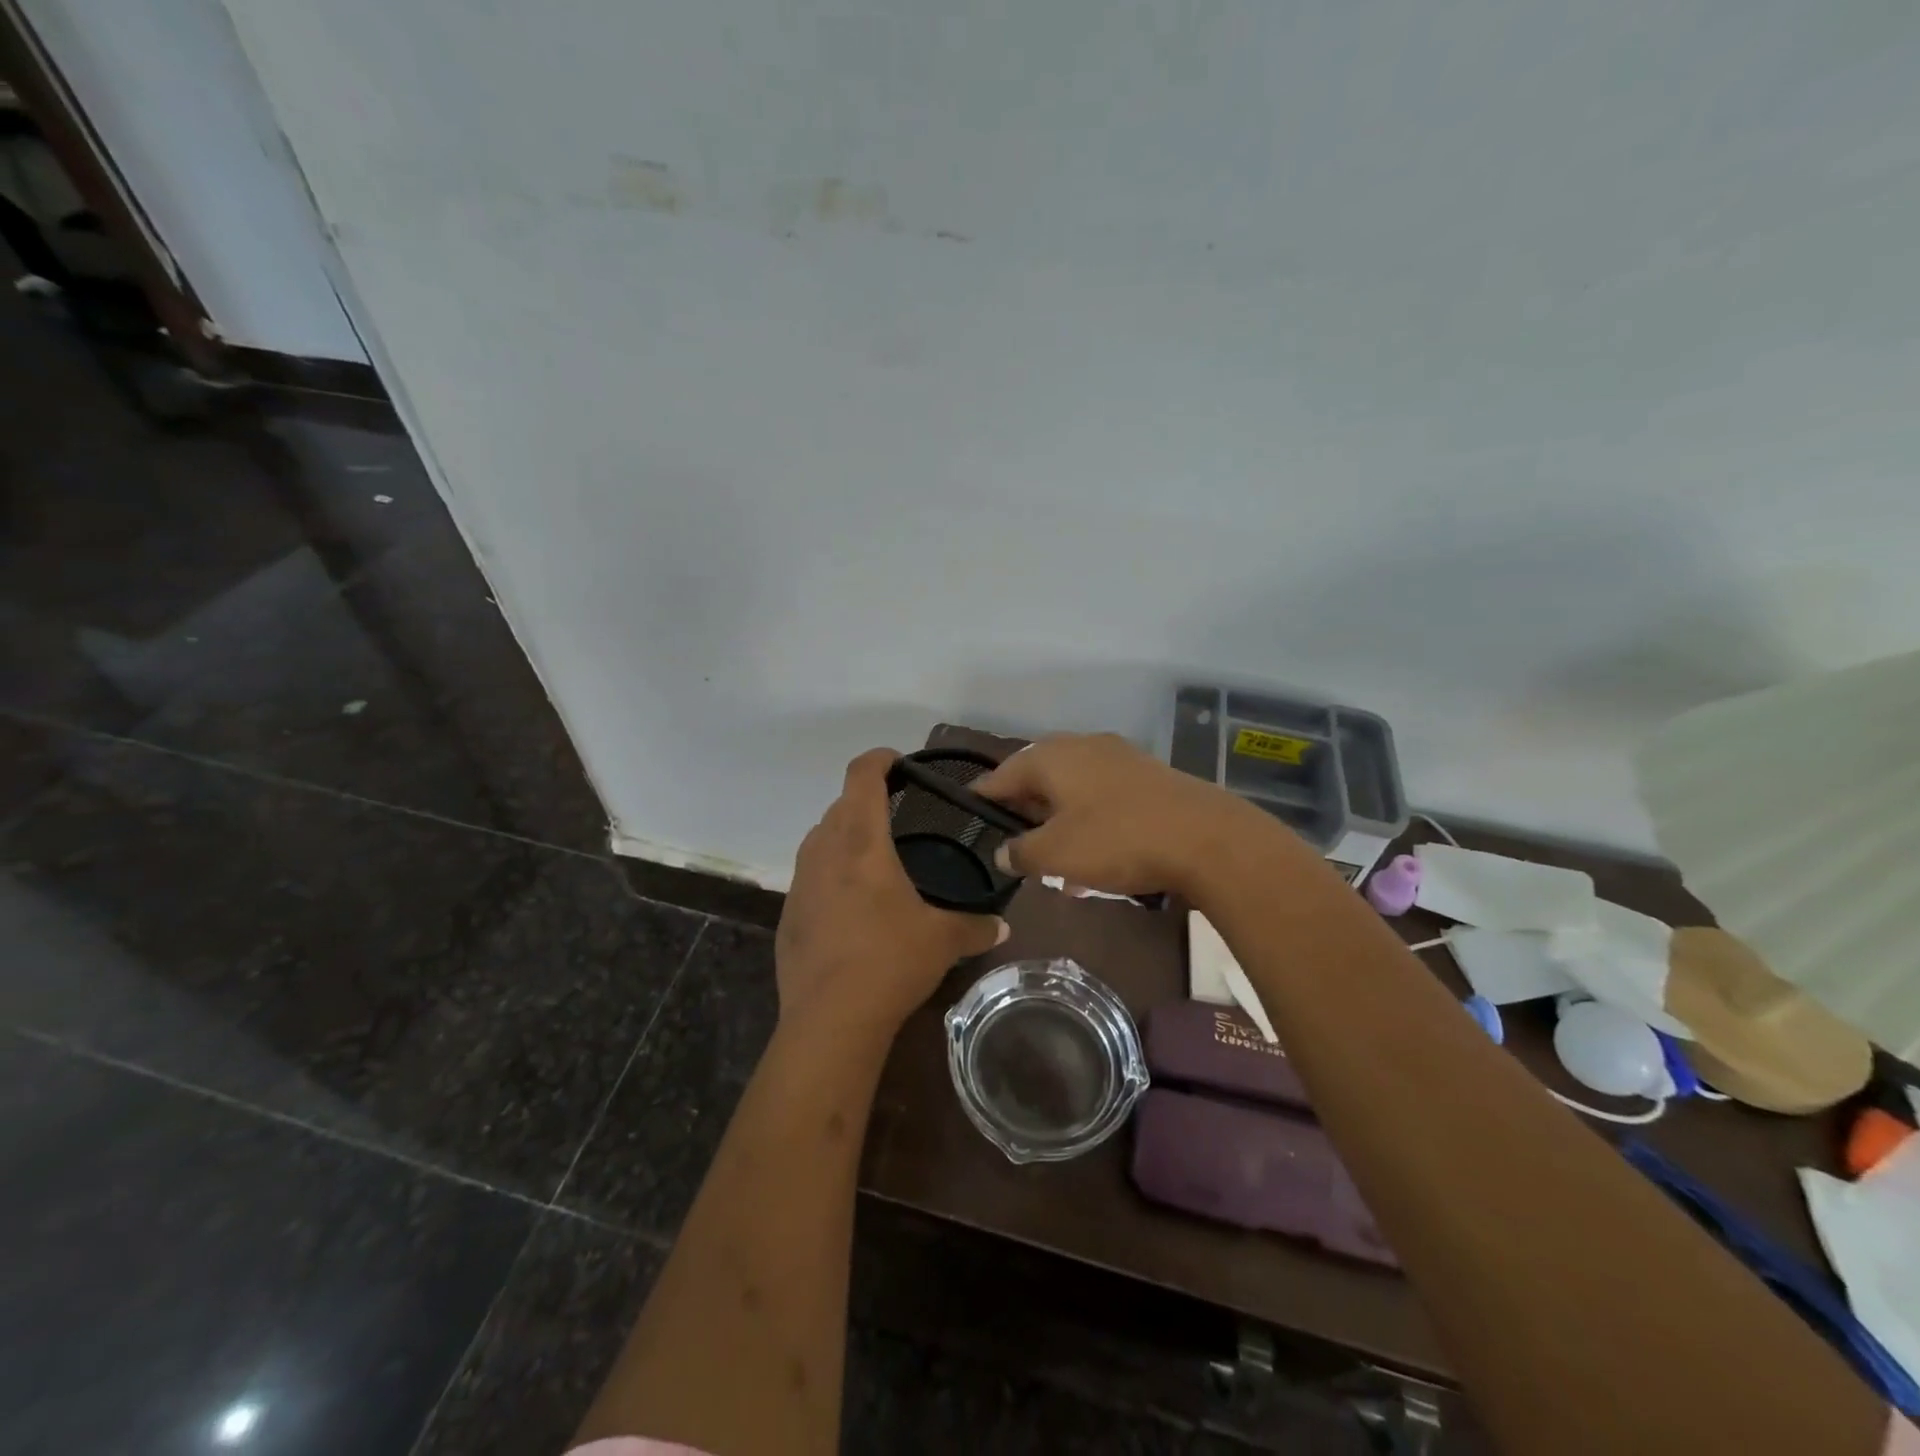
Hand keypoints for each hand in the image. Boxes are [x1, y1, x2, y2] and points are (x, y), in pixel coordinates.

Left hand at [775, 749, 1007, 1037]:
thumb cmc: (890, 962)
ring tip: (874, 857)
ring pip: (821, 837)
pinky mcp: (788, 912)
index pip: (861, 776)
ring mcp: (800, 881)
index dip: (878, 760)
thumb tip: (1002, 927)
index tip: (897, 762)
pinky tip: (851, 904)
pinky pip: (810, 873)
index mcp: (862, 842)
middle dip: (866, 800)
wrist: (830, 1019)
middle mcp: (824, 850)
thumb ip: (975, 926)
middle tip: (897, 815)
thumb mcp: (942, 941)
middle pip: (841, 804)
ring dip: (845, 834)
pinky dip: (830, 871)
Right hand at [975, 733, 1291, 896]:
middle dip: (1024, 811)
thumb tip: (1004, 852)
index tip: (970, 817)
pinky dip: (1090, 821)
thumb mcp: (1056, 854)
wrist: (1206, 838)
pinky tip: (1096, 857)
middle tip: (1013, 842)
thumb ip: (1021, 852)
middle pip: (1038, 776)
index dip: (983, 798)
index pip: (1001, 774)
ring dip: (1059, 820)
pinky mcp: (1148, 776)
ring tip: (1054, 859)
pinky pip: (1103, 796)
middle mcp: (1082, 746)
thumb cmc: (1117, 840)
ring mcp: (1119, 758)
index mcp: (1052, 756)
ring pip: (1073, 788)